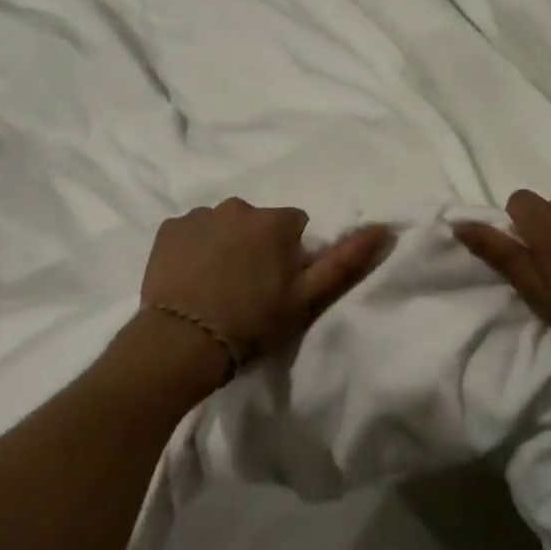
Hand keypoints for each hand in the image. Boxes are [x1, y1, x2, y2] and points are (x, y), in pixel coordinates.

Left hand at [140, 198, 389, 374]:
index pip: (294, 226)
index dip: (289, 255)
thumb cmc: (252, 322)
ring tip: (216, 285)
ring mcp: (200, 215)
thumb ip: (345, 260)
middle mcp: (238, 206)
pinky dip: (192, 247)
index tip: (278, 284)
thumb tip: (382, 227)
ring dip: (224, 244)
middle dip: (256, 245)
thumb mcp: (306, 297)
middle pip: (257, 222)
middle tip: (247, 287)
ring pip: (223, 225)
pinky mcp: (168, 228)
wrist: (182, 343)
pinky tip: (189, 278)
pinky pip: (190, 231)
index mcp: (275, 220)